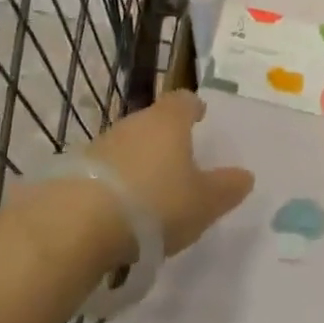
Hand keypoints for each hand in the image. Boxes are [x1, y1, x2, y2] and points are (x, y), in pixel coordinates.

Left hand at [85, 91, 253, 257]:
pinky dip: (116, 182)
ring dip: (139, 160)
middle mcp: (135, 122)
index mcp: (169, 121)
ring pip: (129, 144)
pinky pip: (106, 169)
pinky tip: (120, 208)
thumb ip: (226, 188)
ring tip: (150, 190)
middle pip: (154, 120)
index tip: (200, 116)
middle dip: (166, 137)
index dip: (194, 107)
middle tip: (179, 160)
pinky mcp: (77, 168)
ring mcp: (103, 143)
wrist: (78, 222)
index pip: (184, 100)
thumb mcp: (203, 202)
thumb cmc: (154, 203)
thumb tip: (246, 175)